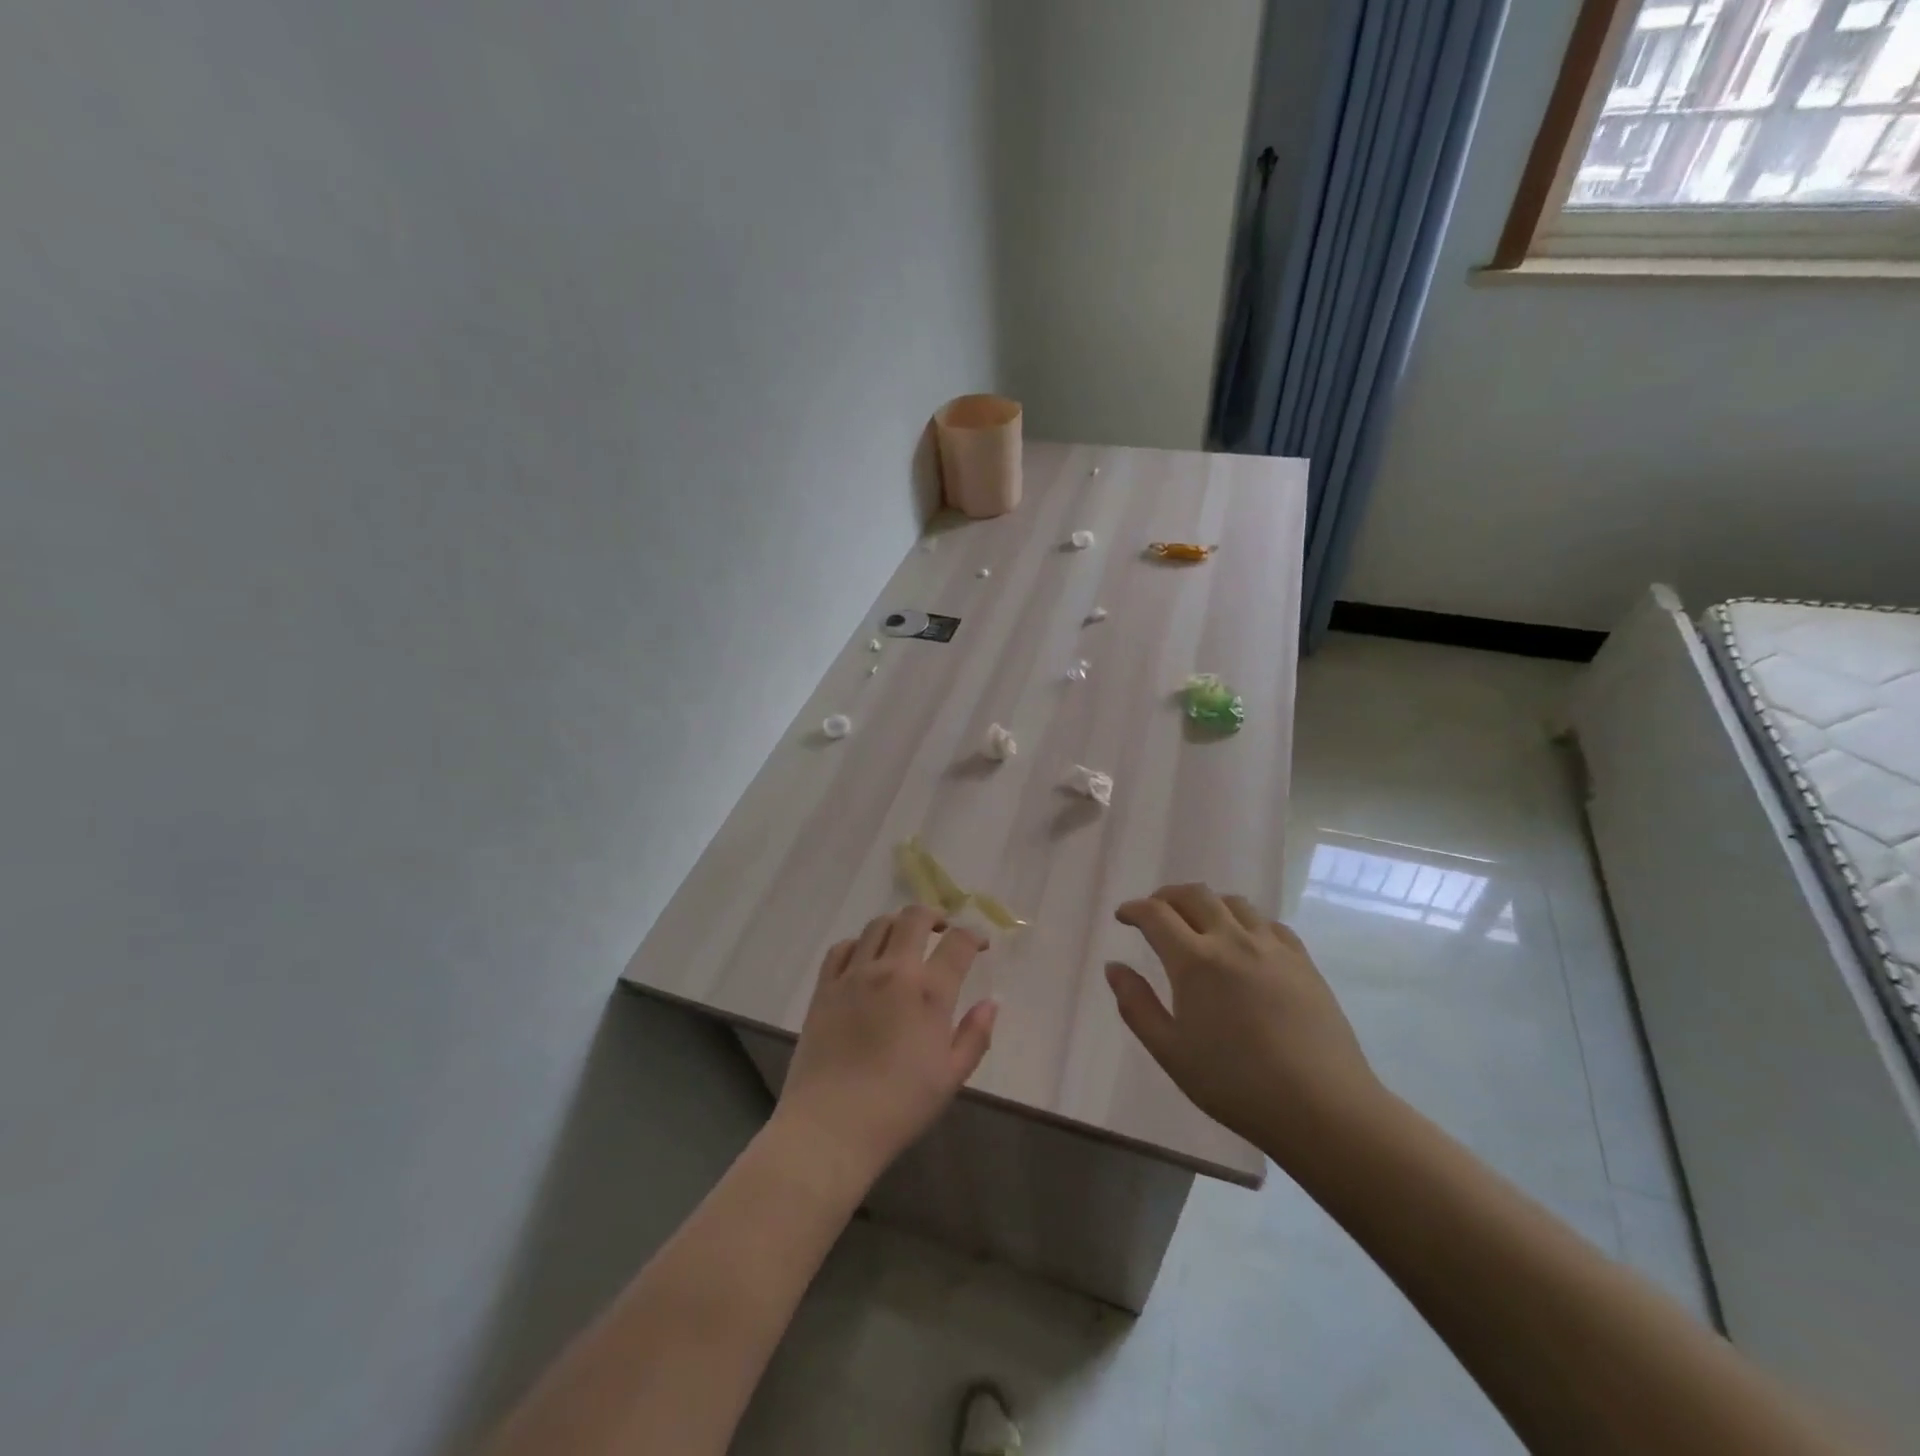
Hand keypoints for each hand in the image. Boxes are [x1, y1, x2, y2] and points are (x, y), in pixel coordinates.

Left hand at [775, 905, 997, 1189]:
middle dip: (934, 915)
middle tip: (942, 929)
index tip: (980, 944)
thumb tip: (991, 1003)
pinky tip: (865, 958)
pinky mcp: (824, 987)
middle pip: (915, 917)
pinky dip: (858, 943)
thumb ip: (975, 1036)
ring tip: (905, 939)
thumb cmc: (899, 1107)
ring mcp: (854, 975)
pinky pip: (841, 948)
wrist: (831, 1126)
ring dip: (897, 924)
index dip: (974, 936)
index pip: (958, 943)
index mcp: (929, 993)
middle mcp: (892, 971)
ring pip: (877, 925)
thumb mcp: (950, 1078)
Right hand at [1105, 883, 1384, 1168]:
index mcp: (1194, 961)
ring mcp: (1272, 947)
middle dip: (1166, 896)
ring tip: (1198, 922)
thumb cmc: (1236, 1085)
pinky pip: (1269, 923)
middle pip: (1194, 895)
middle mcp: (1232, 940)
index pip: (1155, 914)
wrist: (1322, 1107)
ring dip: (1206, 903)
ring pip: (1233, 902)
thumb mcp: (1171, 1052)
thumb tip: (1114, 967)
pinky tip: (1245, 942)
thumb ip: (1136, 1005)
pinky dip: (1245, 921)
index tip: (1123, 916)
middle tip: (1154, 911)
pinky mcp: (1302, 961)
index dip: (1134, 909)